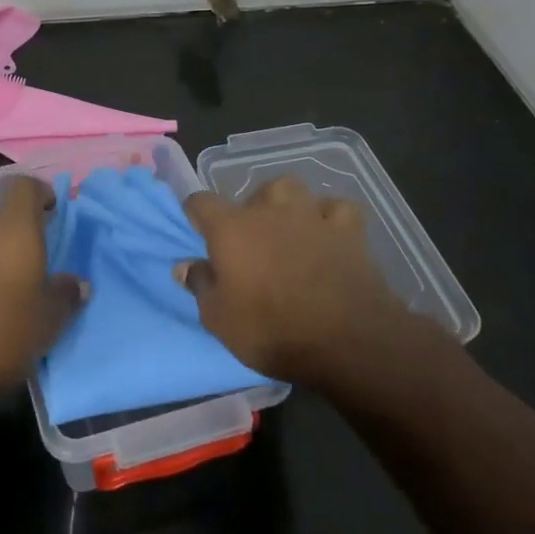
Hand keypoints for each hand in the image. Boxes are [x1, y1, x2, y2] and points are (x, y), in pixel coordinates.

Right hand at [180, 177, 435, 388]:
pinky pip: (336, 209)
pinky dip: (329, 218)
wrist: (349, 342)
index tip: (199, 234)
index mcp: (232, 228)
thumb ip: (201, 286)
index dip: (196, 215)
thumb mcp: (220, 320)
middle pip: (253, 192)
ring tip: (288, 230)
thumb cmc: (273, 331)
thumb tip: (185, 265)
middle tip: (250, 243)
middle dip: (249, 211)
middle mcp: (270, 210)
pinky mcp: (349, 231)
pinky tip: (327, 235)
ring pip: (293, 190)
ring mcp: (312, 216)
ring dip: (287, 206)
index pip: (201, 202)